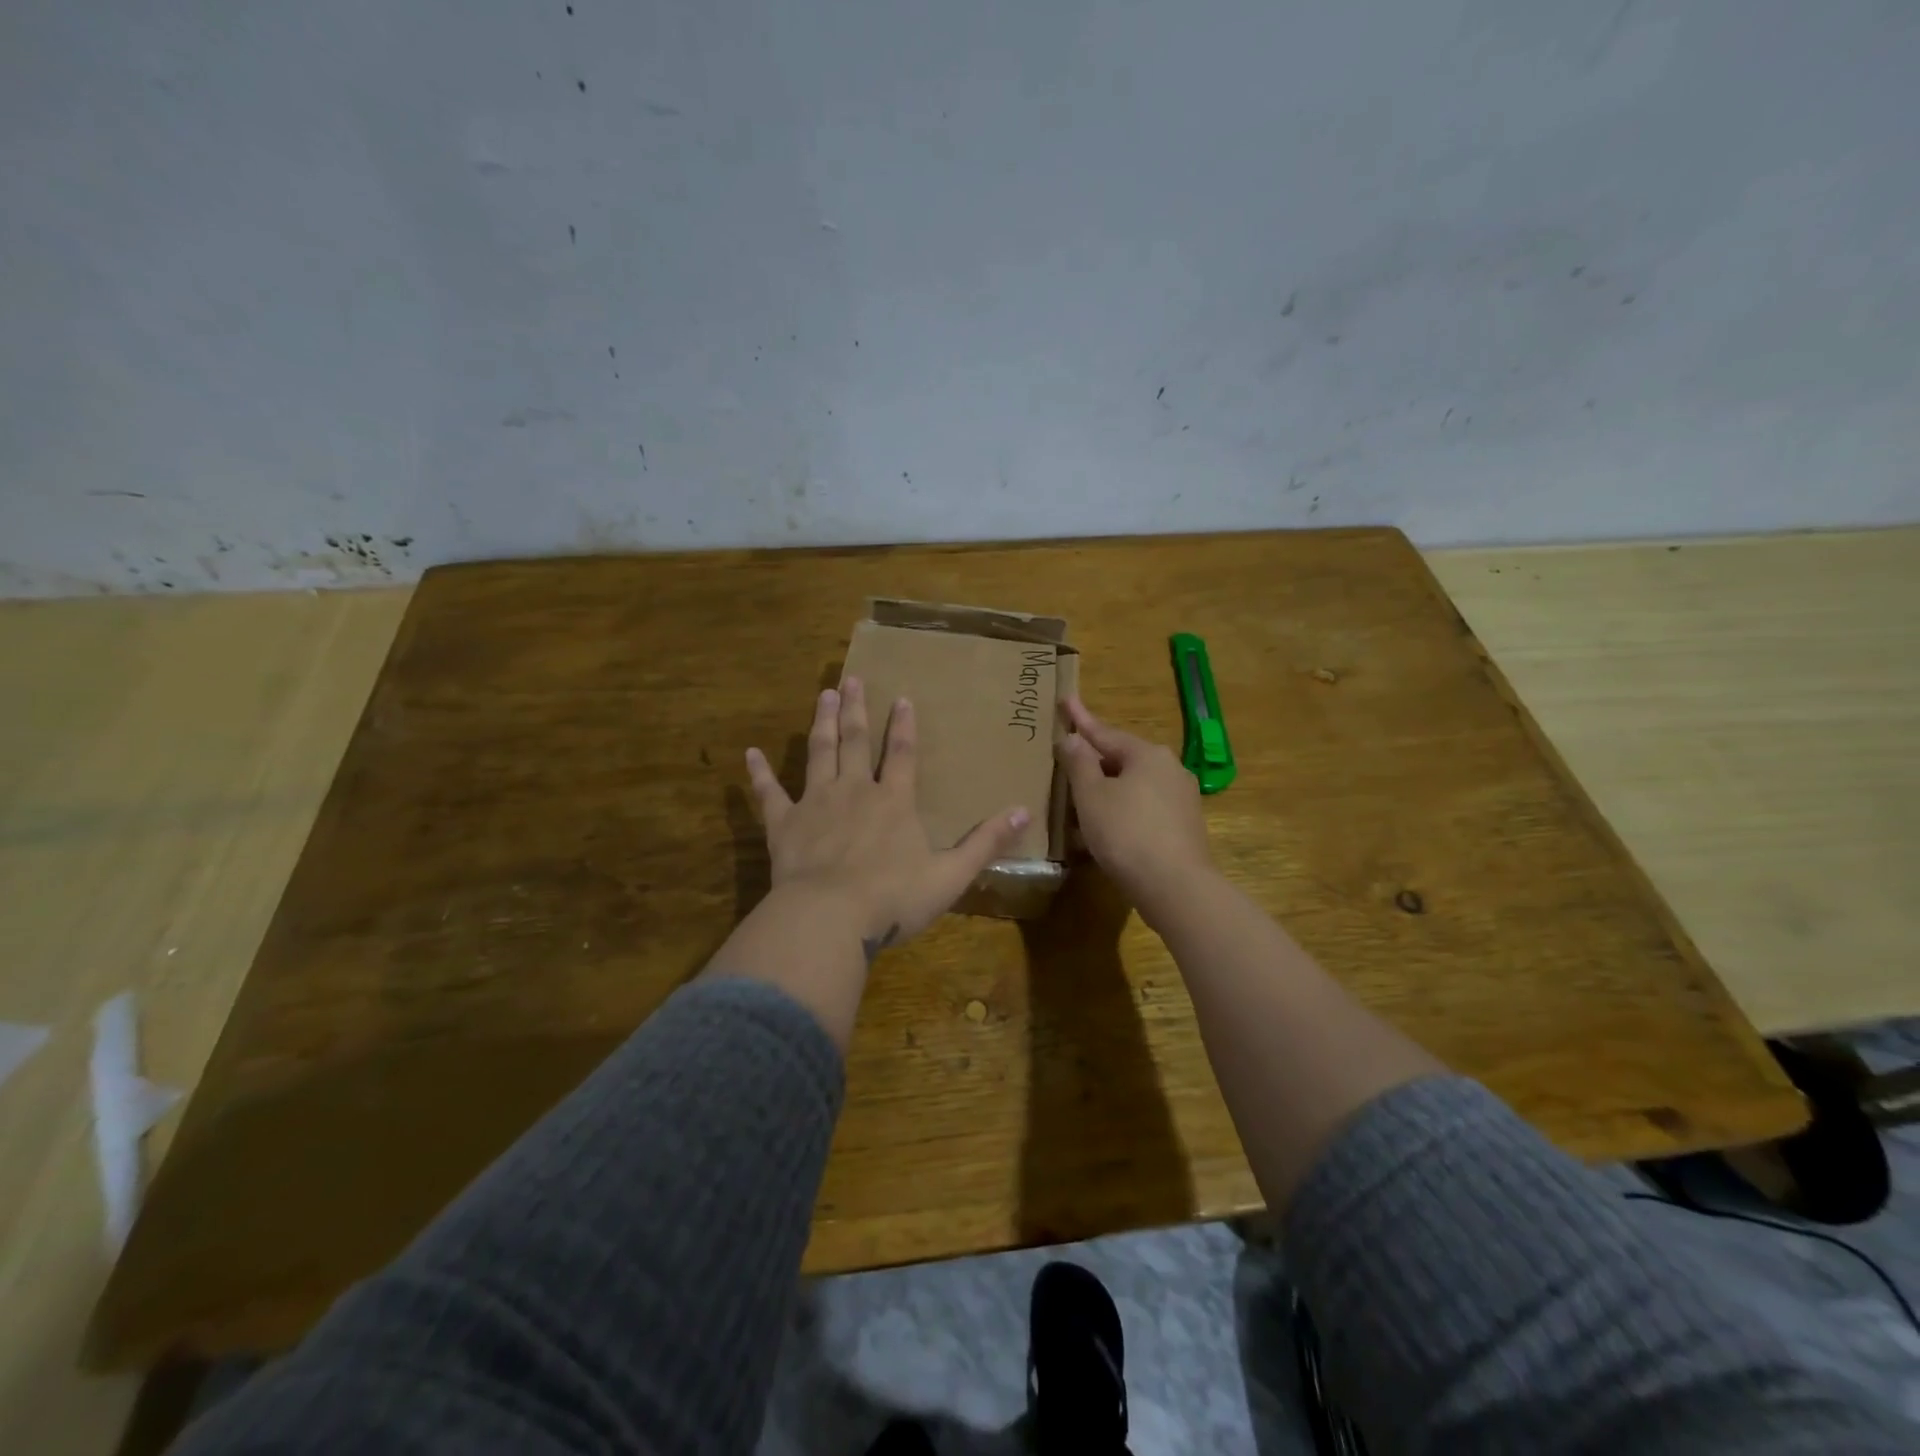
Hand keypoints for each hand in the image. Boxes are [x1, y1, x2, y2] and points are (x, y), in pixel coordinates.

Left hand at [746, 678, 1031, 956]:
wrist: (830, 919)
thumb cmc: (893, 899)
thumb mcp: (951, 875)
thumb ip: (986, 842)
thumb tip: (1025, 812)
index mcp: (894, 801)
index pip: (901, 753)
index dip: (903, 725)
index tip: (901, 697)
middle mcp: (854, 791)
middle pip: (854, 741)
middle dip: (854, 709)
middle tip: (850, 679)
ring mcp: (815, 804)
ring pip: (819, 753)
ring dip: (820, 722)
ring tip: (822, 694)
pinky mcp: (784, 824)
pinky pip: (769, 793)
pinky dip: (760, 774)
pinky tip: (751, 753)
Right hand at [1056, 695, 1214, 922]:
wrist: (1175, 886)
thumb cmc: (1126, 833)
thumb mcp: (1091, 796)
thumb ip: (1079, 763)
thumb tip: (1072, 738)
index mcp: (1147, 754)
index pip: (1105, 732)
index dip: (1080, 719)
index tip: (1066, 699)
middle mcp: (1169, 769)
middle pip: (1121, 759)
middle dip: (1093, 761)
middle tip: (1067, 760)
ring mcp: (1181, 798)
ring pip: (1132, 787)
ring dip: (1105, 792)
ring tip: (1079, 803)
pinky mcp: (1183, 827)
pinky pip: (1143, 809)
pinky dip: (1120, 813)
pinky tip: (1104, 830)